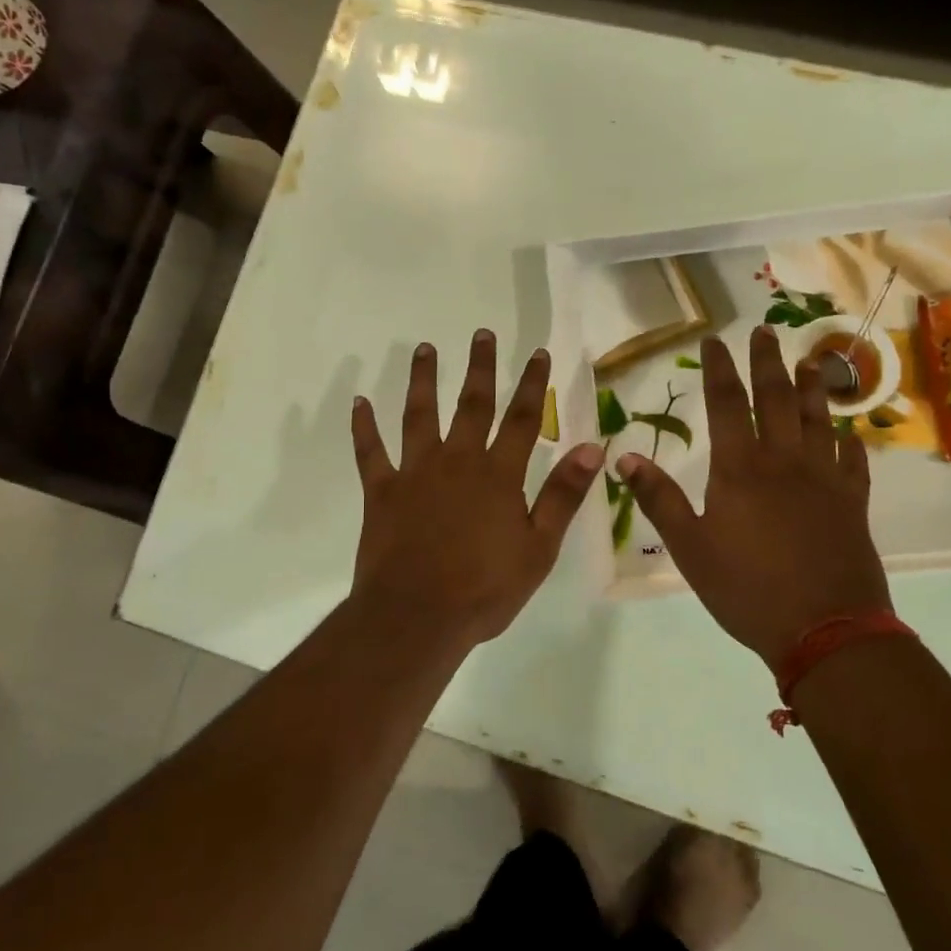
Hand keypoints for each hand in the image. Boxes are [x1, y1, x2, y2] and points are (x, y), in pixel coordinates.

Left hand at [350, 330, 604, 645]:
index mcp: (498, 475)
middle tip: (480, 333)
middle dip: (479, 367)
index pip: (521, 419)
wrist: (417, 617)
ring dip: (422, 380)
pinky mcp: (381, 491)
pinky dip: (363, 427)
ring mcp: (415, 473)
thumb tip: (592, 447)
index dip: (531, 384)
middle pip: (471, 404)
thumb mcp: (538, 548)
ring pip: (418, 415)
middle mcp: (457, 461)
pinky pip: (370, 452)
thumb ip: (563, 495)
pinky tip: (359, 403)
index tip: (537, 353)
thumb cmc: (485, 589)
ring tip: (424, 349)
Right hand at [618, 327, 891, 669]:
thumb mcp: (689, 548)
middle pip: (775, 399)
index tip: (715, 339)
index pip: (727, 404)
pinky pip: (854, 463)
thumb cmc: (747, 589)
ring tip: (810, 362)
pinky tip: (850, 434)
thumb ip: (658, 499)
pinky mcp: (853, 504)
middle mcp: (784, 462)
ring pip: (818, 421)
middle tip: (764, 332)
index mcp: (740, 469)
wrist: (826, 630)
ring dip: (812, 388)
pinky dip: (850, 443)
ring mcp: (824, 480)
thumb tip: (624, 458)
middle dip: (767, 362)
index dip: (719, 368)